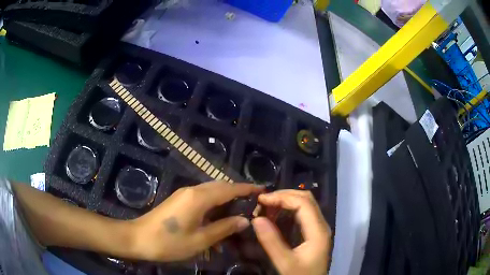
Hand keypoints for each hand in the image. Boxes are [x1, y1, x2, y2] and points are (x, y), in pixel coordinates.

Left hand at [129, 181, 262, 261]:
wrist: (138, 238)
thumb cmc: (169, 242)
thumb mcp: (200, 240)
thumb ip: (224, 228)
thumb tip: (245, 220)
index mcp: (199, 197)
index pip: (229, 188)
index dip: (247, 188)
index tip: (263, 190)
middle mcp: (192, 190)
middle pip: (221, 187)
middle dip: (238, 193)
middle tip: (253, 205)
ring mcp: (184, 195)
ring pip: (211, 193)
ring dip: (225, 203)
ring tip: (237, 217)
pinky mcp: (179, 201)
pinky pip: (202, 200)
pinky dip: (213, 208)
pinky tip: (217, 223)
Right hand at [252, 190, 330, 274]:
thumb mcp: (285, 263)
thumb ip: (271, 242)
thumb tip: (256, 219)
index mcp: (318, 230)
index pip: (303, 203)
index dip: (282, 197)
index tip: (261, 199)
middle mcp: (321, 224)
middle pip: (306, 198)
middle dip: (284, 195)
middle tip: (263, 201)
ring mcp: (319, 228)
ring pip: (305, 204)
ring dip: (286, 200)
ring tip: (267, 206)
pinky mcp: (314, 232)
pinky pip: (303, 213)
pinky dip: (289, 208)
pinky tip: (276, 215)